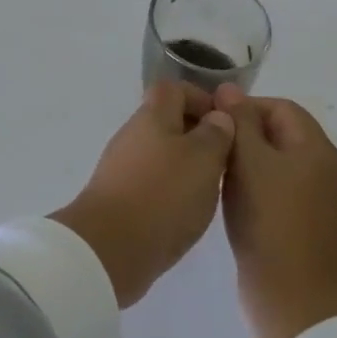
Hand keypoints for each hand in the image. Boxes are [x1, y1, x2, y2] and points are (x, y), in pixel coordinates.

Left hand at [51, 82, 234, 307]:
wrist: (109, 248)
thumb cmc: (163, 195)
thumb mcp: (203, 160)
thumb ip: (215, 134)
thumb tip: (218, 116)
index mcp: (152, 116)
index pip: (173, 89)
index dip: (200, 97)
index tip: (226, 122)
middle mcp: (133, 135)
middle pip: (166, 121)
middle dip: (197, 135)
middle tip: (226, 159)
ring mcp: (121, 167)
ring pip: (160, 153)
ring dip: (186, 164)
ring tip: (212, 188)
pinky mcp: (118, 197)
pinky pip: (151, 181)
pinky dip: (171, 189)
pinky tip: (187, 211)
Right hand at [217, 87, 336, 337]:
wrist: (295, 298)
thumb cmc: (269, 220)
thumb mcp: (247, 161)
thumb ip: (238, 121)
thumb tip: (230, 90)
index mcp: (319, 149)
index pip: (282, 107)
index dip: (246, 107)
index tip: (214, 123)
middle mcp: (330, 170)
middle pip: (285, 136)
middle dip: (248, 136)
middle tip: (214, 149)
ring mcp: (327, 203)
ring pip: (284, 166)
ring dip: (253, 164)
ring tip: (220, 175)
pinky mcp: (316, 230)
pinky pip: (287, 194)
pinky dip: (263, 190)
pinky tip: (239, 204)